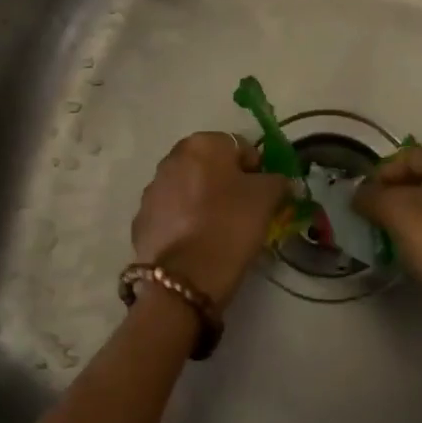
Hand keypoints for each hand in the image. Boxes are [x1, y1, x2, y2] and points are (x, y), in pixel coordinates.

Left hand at [131, 133, 290, 308]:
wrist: (183, 278)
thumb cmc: (229, 225)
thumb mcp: (266, 199)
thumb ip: (278, 181)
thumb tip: (280, 181)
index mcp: (203, 144)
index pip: (240, 148)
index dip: (256, 171)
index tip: (262, 197)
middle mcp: (172, 158)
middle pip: (211, 166)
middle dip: (227, 184)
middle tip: (242, 213)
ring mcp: (153, 188)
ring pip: (189, 188)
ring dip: (203, 201)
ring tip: (218, 231)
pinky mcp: (141, 219)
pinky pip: (172, 213)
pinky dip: (184, 222)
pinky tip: (196, 244)